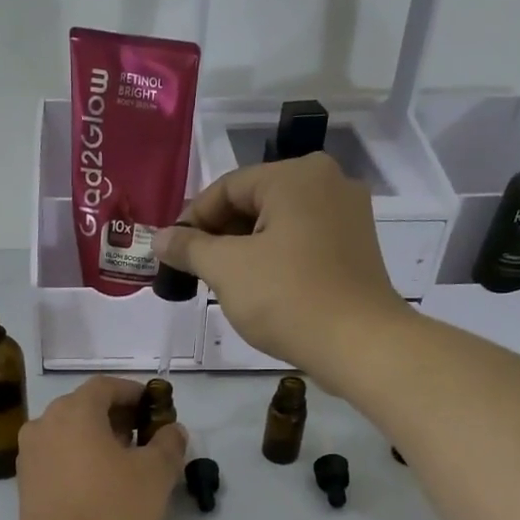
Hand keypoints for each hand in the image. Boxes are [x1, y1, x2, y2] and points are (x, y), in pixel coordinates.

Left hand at [18, 378, 186, 519]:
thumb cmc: (115, 509)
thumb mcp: (156, 474)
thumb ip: (168, 443)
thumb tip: (172, 430)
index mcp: (73, 412)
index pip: (104, 386)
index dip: (132, 392)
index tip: (154, 408)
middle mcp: (43, 425)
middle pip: (82, 408)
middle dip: (114, 417)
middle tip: (143, 436)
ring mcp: (28, 456)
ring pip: (66, 434)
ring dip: (95, 439)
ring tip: (123, 462)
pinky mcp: (24, 485)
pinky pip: (55, 458)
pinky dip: (77, 460)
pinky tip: (98, 484)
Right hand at [153, 153, 406, 377]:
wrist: (359, 344)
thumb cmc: (287, 298)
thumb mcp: (226, 269)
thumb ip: (189, 248)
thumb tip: (160, 238)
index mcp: (296, 175)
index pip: (227, 187)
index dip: (192, 220)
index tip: (171, 254)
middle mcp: (327, 182)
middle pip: (254, 202)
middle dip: (219, 236)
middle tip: (194, 272)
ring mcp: (347, 215)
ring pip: (278, 224)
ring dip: (244, 249)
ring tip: (223, 283)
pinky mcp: (355, 247)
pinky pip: (302, 242)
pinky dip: (274, 258)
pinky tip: (260, 288)